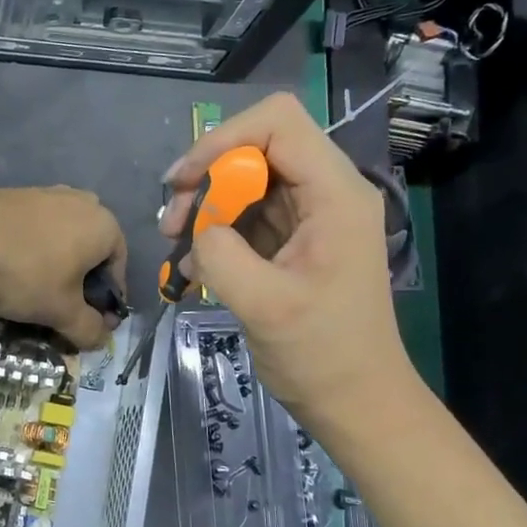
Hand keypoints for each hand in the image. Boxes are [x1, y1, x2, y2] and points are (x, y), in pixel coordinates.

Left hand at [0, 186, 126, 350]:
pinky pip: (36, 229)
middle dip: (81, 281)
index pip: (118, 270)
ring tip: (34, 290)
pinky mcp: (18, 193)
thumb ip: (88, 328)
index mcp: (106, 227)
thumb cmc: (26, 272)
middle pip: (90, 251)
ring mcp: (49, 193)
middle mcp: (83, 203)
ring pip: (62, 239)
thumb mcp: (61, 311)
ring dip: (55, 265)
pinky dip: (32, 250)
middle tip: (62, 308)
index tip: (92, 324)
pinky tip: (12, 268)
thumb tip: (101, 338)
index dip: (107, 302)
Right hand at [160, 93, 413, 432]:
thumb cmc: (322, 356)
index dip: (222, 140)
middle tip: (172, 224)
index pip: (277, 123)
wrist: (355, 402)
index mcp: (335, 194)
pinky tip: (194, 270)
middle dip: (207, 179)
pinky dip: (215, 234)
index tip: (184, 183)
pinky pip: (246, 217)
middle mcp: (326, 193)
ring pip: (245, 182)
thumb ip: (221, 254)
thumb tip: (197, 231)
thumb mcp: (264, 306)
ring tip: (176, 246)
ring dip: (205, 208)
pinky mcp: (293, 241)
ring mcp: (310, 217)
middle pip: (256, 148)